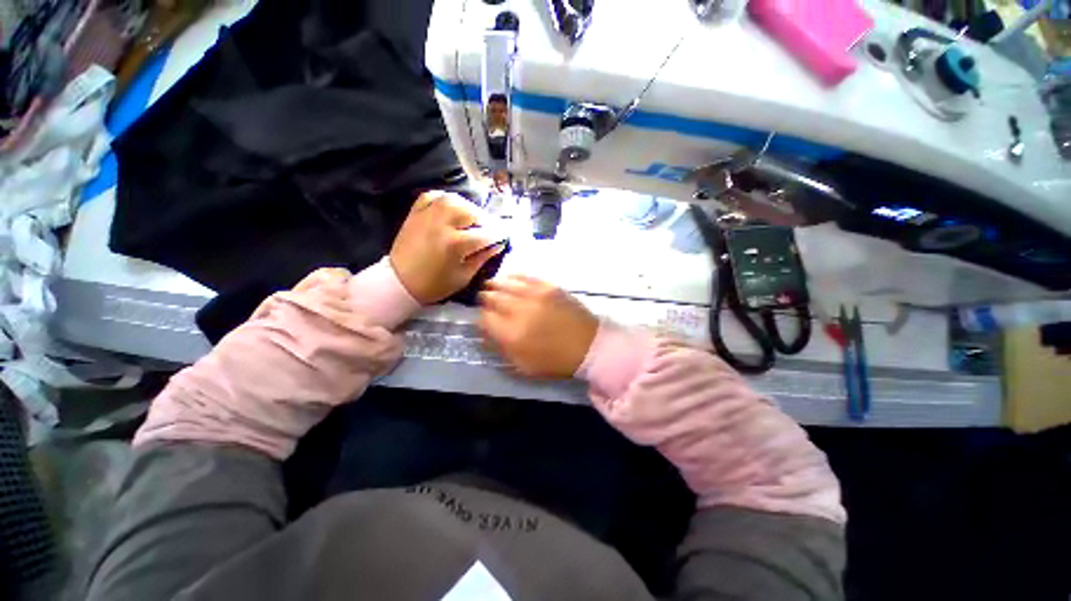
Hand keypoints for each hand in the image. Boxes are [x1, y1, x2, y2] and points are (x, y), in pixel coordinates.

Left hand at [390, 191, 505, 303]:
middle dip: (485, 220)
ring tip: (472, 219)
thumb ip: (482, 258)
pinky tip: (452, 208)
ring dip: (468, 207)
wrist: (399, 282)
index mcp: (455, 244)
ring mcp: (427, 215)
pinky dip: (445, 199)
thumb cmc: (435, 285)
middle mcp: (442, 224)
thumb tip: (497, 245)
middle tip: (489, 229)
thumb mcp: (464, 276)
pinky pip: (433, 196)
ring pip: (454, 200)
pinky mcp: (416, 213)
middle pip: (471, 212)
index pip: (485, 234)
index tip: (505, 236)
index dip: (499, 234)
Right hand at [478, 275, 598, 378]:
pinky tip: (510, 277)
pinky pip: (526, 276)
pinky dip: (514, 276)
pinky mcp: (549, 286)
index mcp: (512, 334)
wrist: (588, 346)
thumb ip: (501, 349)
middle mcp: (519, 311)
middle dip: (484, 299)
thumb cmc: (555, 361)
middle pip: (492, 298)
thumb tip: (485, 334)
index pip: (484, 319)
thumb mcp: (523, 366)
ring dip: (495, 285)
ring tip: (491, 286)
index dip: (480, 318)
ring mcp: (535, 295)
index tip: (483, 319)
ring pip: (506, 284)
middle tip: (483, 299)